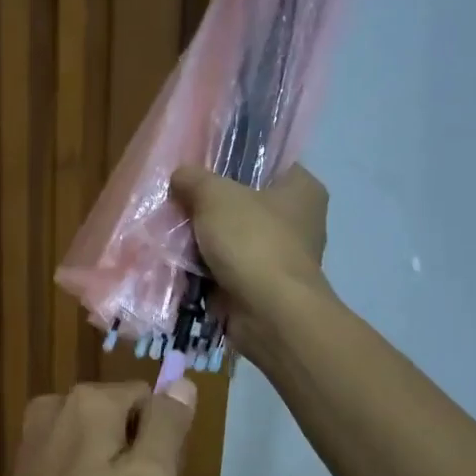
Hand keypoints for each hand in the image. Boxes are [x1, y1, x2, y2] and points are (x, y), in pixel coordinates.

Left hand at [0, 381, 196, 475]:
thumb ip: (168, 426)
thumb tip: (181, 381)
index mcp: (89, 401)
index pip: (150, 401)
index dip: (162, 444)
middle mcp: (54, 406)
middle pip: (122, 422)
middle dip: (136, 462)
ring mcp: (31, 440)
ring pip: (96, 448)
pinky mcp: (19, 473)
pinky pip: (70, 469)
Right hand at [171, 164, 330, 347]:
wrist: (269, 314)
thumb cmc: (252, 241)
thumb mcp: (216, 196)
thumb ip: (195, 179)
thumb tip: (181, 176)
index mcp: (303, 189)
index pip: (268, 163)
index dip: (233, 162)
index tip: (200, 167)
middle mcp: (299, 221)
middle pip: (246, 202)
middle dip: (212, 205)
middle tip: (179, 200)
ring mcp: (283, 257)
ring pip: (235, 238)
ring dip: (206, 240)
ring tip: (172, 231)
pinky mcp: (265, 287)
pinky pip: (229, 268)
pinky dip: (207, 268)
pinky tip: (179, 262)